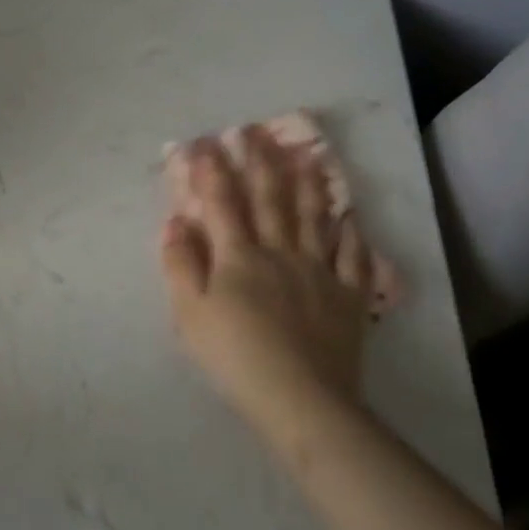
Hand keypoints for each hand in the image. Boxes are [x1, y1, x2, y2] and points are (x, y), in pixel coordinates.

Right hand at [160, 129, 375, 438]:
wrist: (300, 398)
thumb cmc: (234, 355)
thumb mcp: (188, 313)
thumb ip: (179, 264)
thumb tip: (175, 222)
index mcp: (239, 256)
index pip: (223, 202)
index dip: (212, 170)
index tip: (205, 142)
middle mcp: (281, 252)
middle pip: (271, 199)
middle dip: (262, 162)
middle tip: (258, 131)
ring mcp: (320, 272)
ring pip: (314, 218)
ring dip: (309, 185)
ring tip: (308, 155)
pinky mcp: (349, 297)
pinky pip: (354, 258)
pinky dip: (352, 236)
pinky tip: (351, 219)